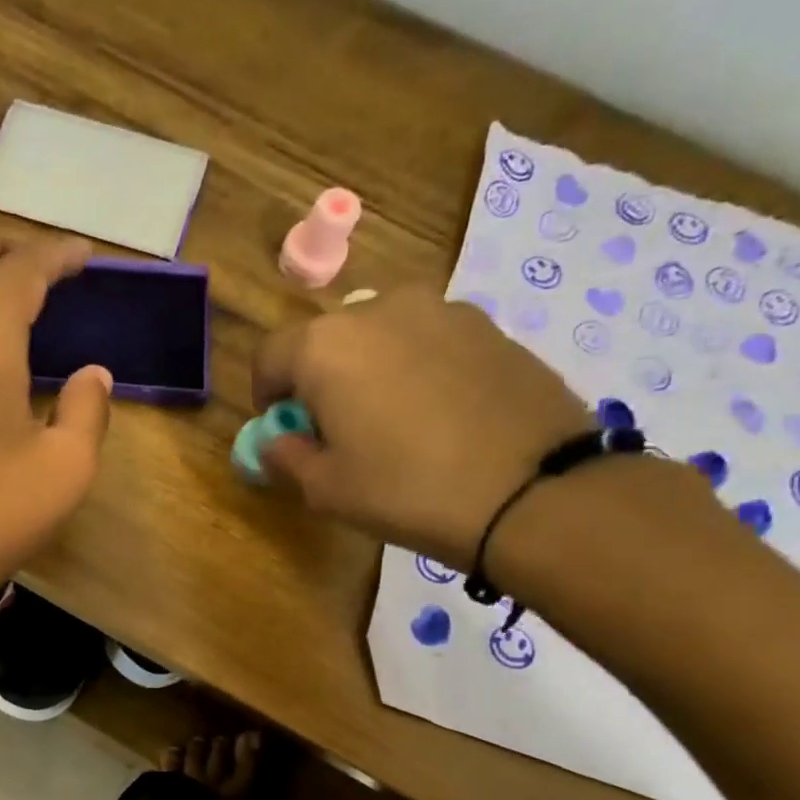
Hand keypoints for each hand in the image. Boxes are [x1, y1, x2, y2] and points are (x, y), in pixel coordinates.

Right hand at [252, 286, 589, 567]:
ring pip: (380, 335)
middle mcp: (378, 309)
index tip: (282, 428)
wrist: (533, 490)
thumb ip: (285, 457)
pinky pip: (429, 341)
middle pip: (326, 340)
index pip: (269, 356)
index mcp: (325, 345)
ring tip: (392, 420)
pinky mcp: (489, 326)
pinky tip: (438, 414)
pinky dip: (417, 368)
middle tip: (336, 427)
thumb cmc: (406, 489)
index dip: (266, 394)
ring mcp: (441, 310)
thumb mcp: (325, 489)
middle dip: (319, 379)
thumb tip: (276, 441)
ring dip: (369, 369)